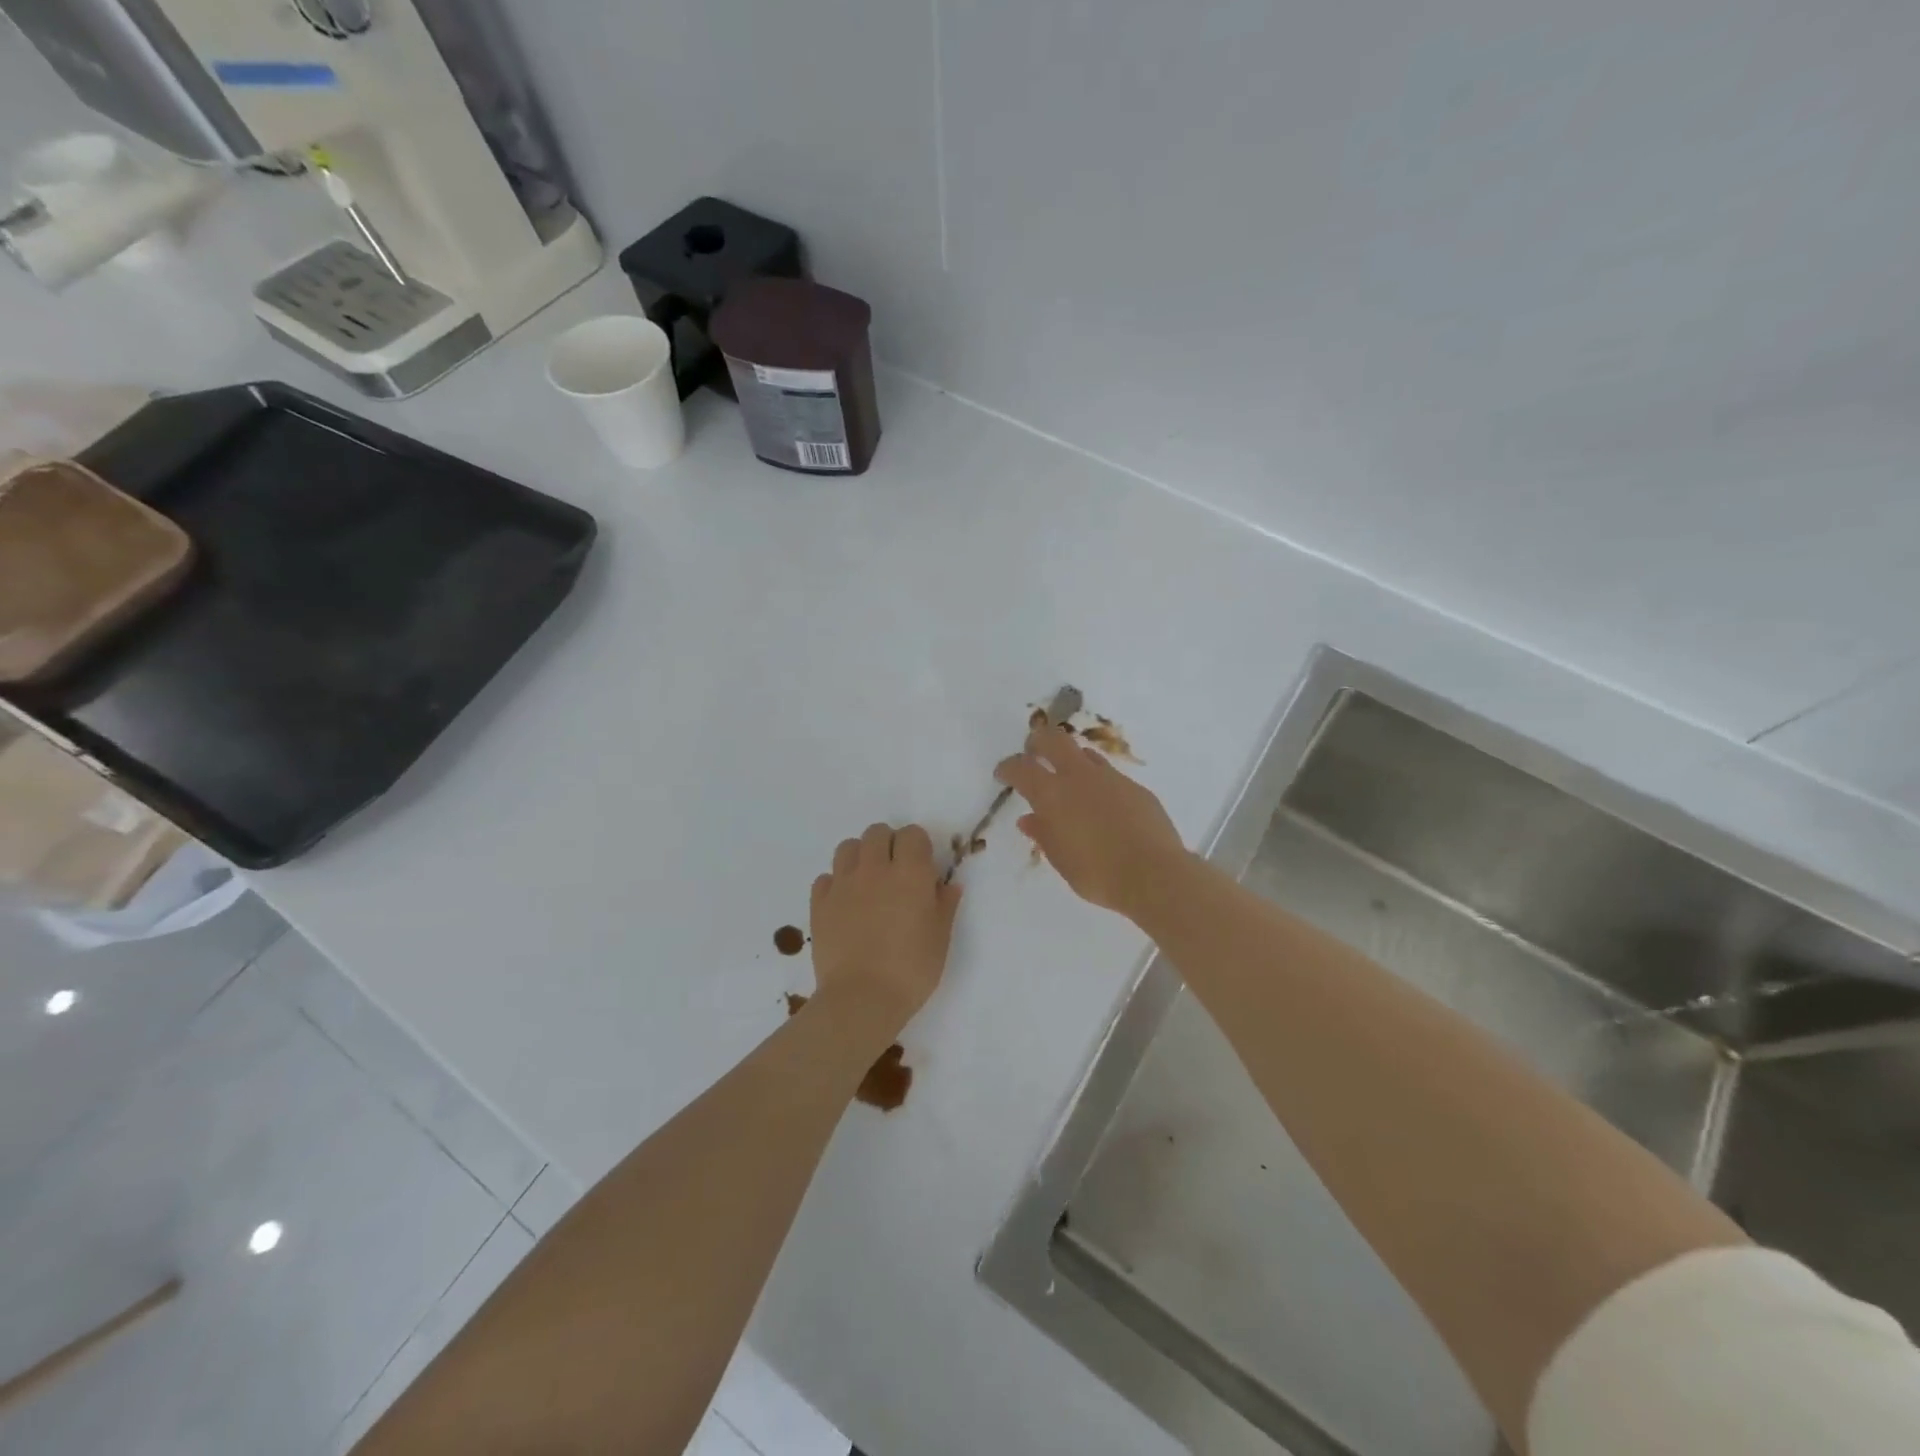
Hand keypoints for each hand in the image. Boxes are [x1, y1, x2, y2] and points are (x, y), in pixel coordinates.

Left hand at [810, 822, 961, 1031]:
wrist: (861, 999)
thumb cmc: (911, 970)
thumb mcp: (940, 939)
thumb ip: (944, 905)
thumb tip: (948, 885)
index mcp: (910, 873)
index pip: (912, 834)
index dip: (918, 846)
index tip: (922, 867)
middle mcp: (874, 869)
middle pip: (877, 832)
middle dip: (888, 844)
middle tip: (895, 872)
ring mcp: (843, 884)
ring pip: (848, 847)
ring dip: (860, 856)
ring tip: (868, 882)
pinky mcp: (819, 903)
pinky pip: (826, 877)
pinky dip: (836, 883)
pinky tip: (845, 904)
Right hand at [995, 726, 1189, 916]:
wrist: (1154, 874)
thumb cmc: (1098, 874)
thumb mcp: (1061, 859)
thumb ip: (1043, 834)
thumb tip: (1029, 819)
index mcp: (1053, 795)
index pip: (1021, 768)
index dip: (1008, 767)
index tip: (1003, 773)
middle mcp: (1080, 777)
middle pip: (1053, 740)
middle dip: (1038, 741)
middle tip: (1033, 752)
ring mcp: (1111, 779)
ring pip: (1085, 754)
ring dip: (1071, 760)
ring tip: (1069, 780)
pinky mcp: (1136, 788)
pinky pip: (1110, 776)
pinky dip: (1099, 784)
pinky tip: (1104, 806)